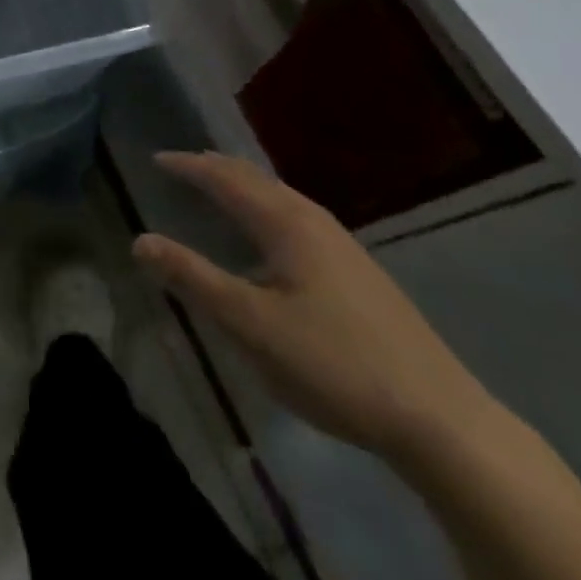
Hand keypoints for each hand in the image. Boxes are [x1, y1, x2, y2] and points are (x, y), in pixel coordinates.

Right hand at [132, 152, 497, 465]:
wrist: (440, 420)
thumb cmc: (334, 364)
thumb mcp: (250, 324)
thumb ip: (194, 279)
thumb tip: (140, 241)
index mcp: (287, 224)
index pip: (227, 180)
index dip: (189, 167)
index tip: (156, 159)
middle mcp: (316, 223)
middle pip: (258, 181)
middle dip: (216, 168)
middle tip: (182, 166)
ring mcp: (343, 248)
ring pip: (281, 200)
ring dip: (243, 188)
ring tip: (218, 190)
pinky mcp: (358, 274)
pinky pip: (296, 220)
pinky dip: (265, 210)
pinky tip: (268, 240)